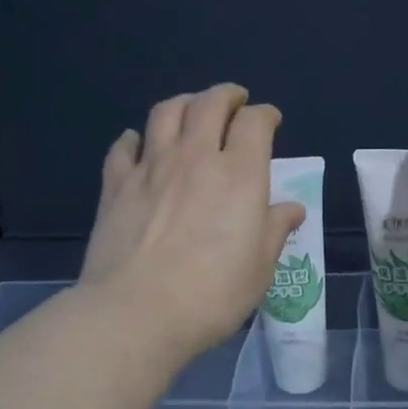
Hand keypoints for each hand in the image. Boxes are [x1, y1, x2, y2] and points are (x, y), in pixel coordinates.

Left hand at [79, 84, 303, 366]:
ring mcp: (151, 167)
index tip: (269, 121)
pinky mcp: (115, 185)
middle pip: (209, 104)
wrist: (136, 312)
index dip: (265, 115)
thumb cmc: (211, 295)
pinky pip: (124, 147)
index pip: (255, 123)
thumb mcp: (259, 269)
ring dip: (184, 103)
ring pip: (166, 112)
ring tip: (191, 110)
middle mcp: (195, 157)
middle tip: (234, 102)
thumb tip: (291, 208)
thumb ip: (275, 230)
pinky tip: (139, 144)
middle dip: (226, 96)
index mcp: (239, 174)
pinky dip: (135, 138)